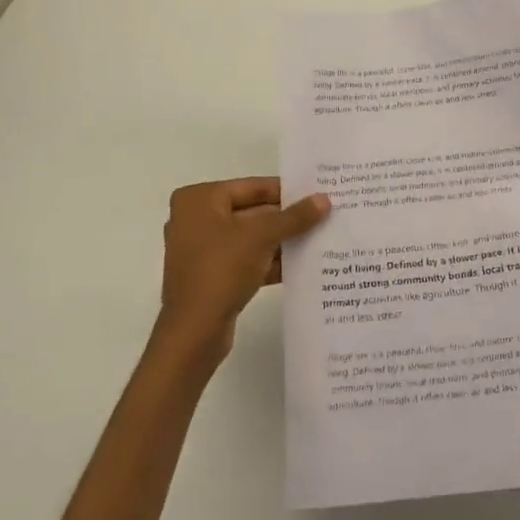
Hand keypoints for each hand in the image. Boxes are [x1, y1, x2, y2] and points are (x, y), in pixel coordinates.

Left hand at [157, 178, 329, 360]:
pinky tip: (301, 265)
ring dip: (281, 241)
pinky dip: (269, 261)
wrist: (194, 333)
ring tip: (320, 239)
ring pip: (250, 238)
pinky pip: (245, 260)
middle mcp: (195, 219)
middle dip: (286, 218)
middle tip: (324, 216)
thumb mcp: (262, 237)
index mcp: (199, 199)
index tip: (317, 194)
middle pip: (251, 211)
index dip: (286, 191)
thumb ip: (294, 217)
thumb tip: (325, 199)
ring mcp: (201, 250)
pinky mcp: (210, 276)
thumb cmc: (221, 270)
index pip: (252, 187)